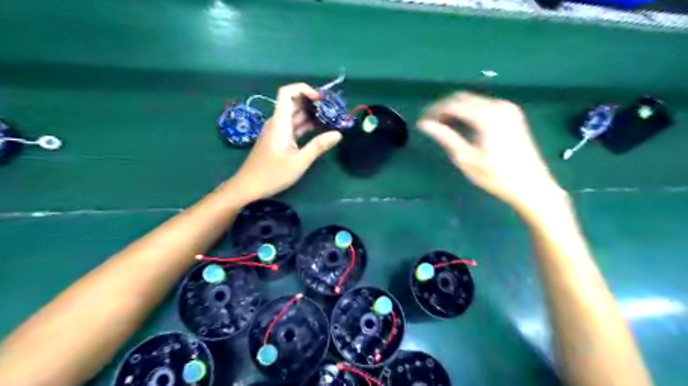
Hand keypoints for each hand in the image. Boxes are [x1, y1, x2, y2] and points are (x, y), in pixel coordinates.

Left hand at [231, 83, 342, 200]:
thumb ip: (318, 146)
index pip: (287, 93)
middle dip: (311, 102)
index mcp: (280, 123)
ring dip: (310, 115)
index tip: (321, 98)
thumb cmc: (273, 174)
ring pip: (294, 115)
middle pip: (293, 102)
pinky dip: (305, 126)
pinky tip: (318, 130)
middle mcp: (277, 123)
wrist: (248, 186)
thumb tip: (338, 134)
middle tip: (331, 108)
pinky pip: (292, 127)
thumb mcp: (299, 162)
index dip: (303, 89)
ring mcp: (276, 131)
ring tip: (329, 118)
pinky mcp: (278, 140)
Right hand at [417, 91, 567, 211]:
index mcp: (486, 115)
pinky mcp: (512, 115)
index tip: (421, 122)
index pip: (452, 103)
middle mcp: (498, 105)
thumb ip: (445, 137)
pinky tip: (463, 126)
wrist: (532, 186)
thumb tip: (424, 124)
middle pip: (463, 98)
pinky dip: (469, 112)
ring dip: (456, 110)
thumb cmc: (496, 176)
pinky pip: (484, 106)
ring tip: (443, 127)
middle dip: (443, 108)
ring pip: (473, 101)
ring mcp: (508, 109)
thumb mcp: (466, 159)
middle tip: (430, 124)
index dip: (433, 110)